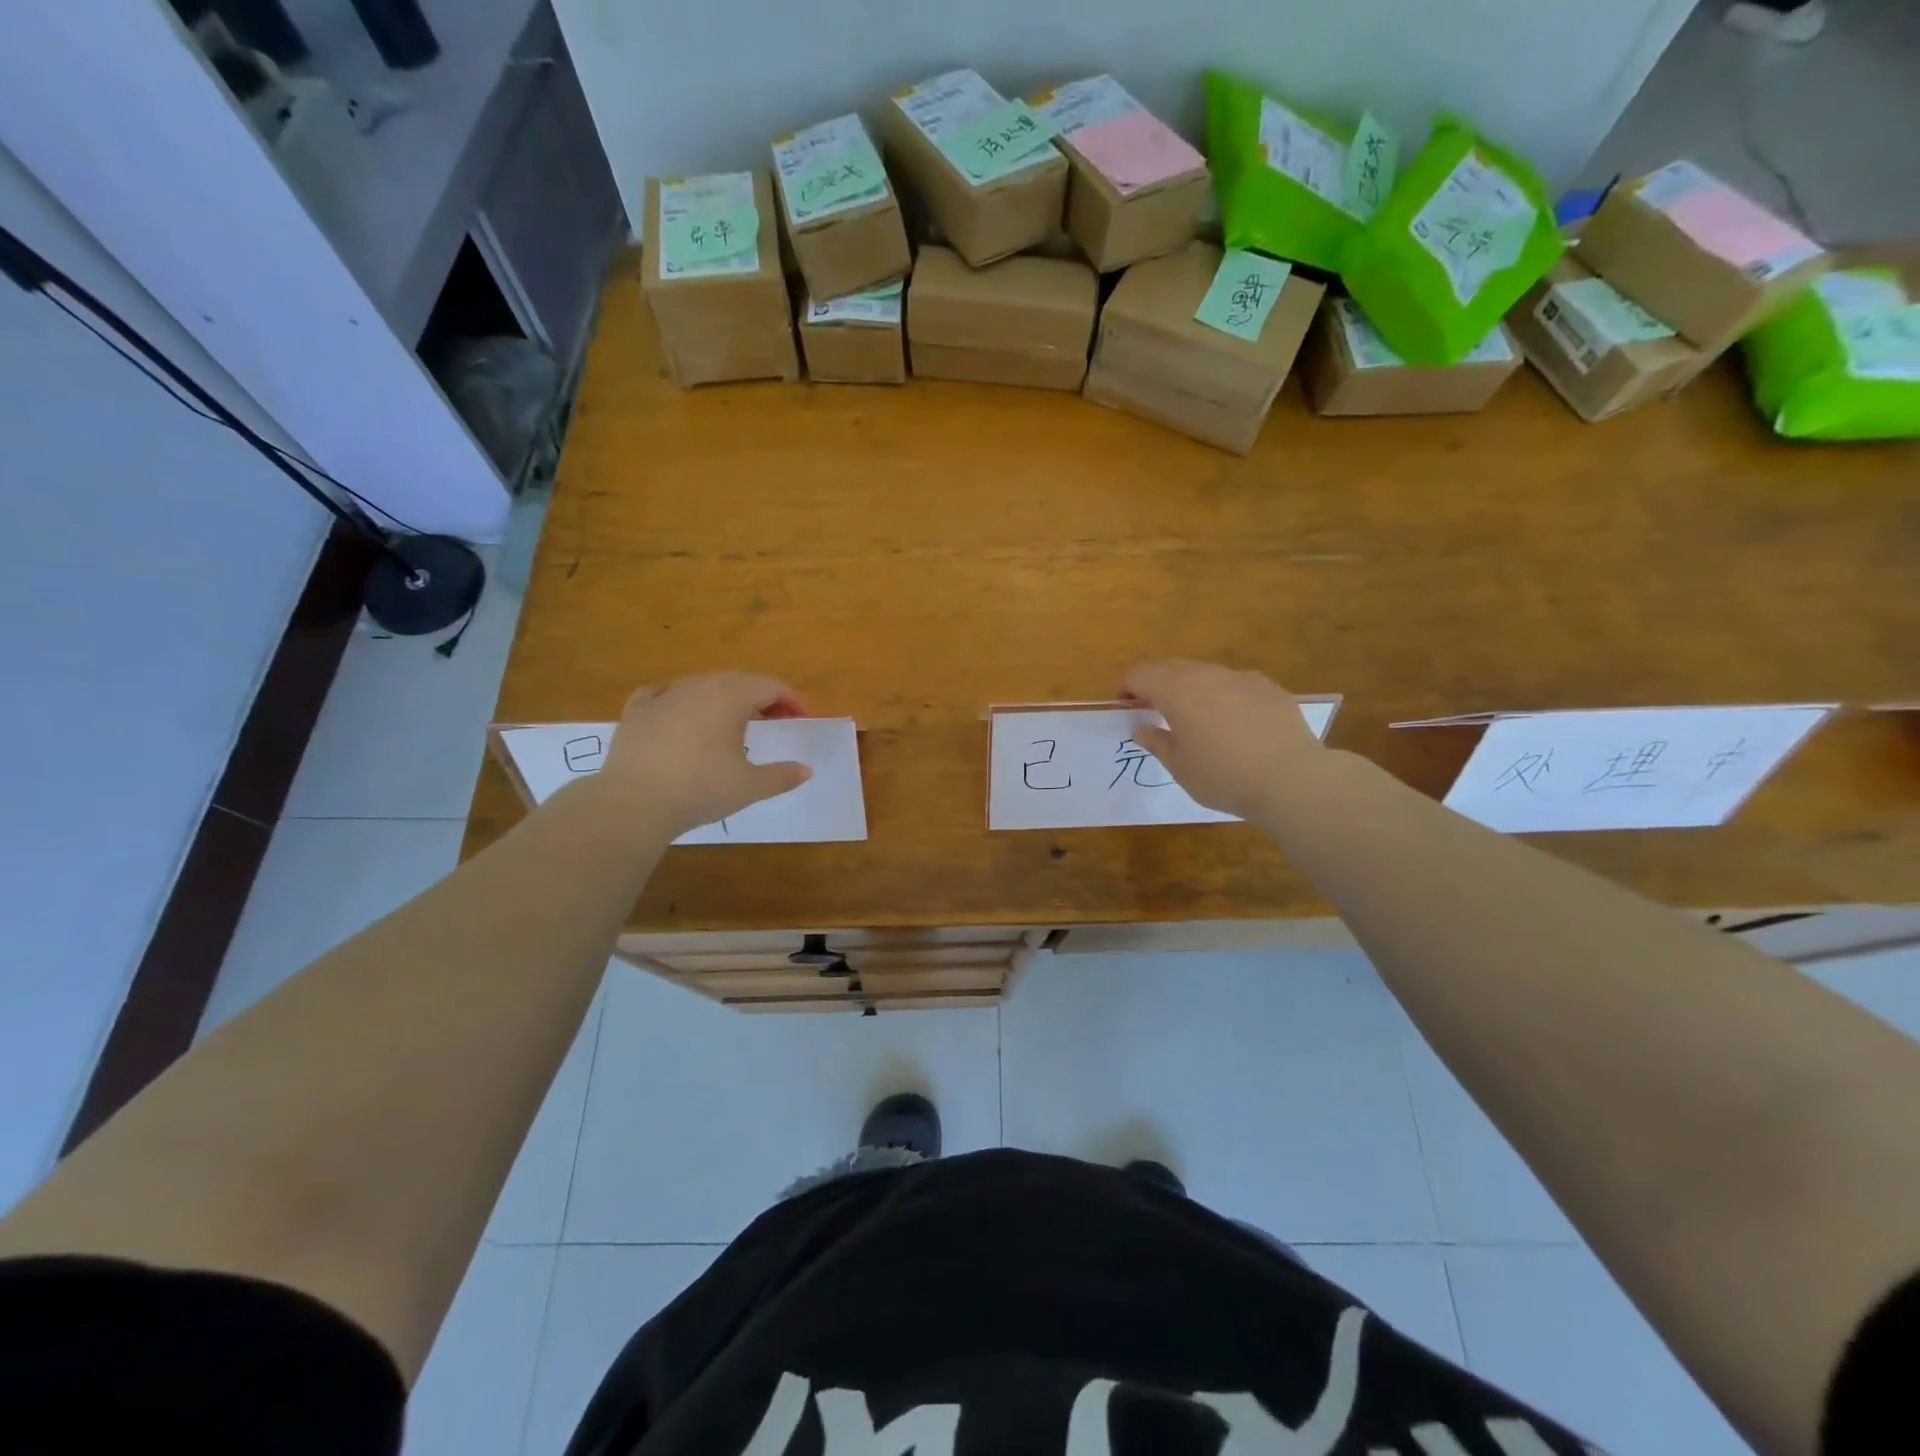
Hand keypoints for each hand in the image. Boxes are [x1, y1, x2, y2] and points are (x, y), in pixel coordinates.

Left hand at [591, 673, 811, 838]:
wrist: (634, 802)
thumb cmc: (701, 788)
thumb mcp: (750, 786)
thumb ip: (781, 776)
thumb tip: (805, 771)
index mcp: (730, 696)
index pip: (770, 686)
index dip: (791, 700)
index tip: (801, 719)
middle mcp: (698, 686)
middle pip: (738, 681)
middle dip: (761, 698)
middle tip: (774, 721)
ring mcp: (663, 696)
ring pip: (701, 685)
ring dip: (723, 698)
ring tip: (730, 722)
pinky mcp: (635, 711)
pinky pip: (661, 694)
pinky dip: (678, 701)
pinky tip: (678, 713)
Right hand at [1123, 659, 1323, 820]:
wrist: (1291, 779)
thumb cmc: (1223, 776)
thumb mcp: (1179, 767)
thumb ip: (1156, 741)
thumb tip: (1141, 726)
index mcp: (1177, 690)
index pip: (1140, 674)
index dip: (1127, 688)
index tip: (1125, 708)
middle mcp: (1207, 675)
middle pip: (1171, 667)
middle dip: (1156, 684)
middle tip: (1154, 712)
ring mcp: (1241, 678)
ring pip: (1205, 674)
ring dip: (1191, 689)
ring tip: (1195, 720)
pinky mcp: (1269, 688)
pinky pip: (1234, 685)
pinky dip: (1223, 697)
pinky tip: (1234, 726)